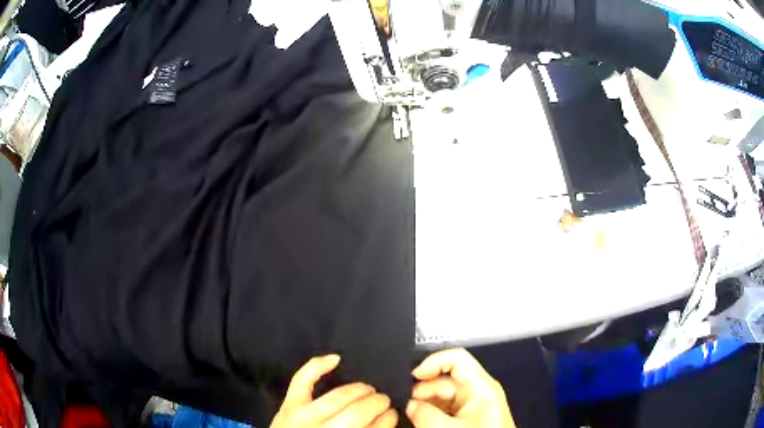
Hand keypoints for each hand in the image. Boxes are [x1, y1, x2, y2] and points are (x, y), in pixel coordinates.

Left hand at [271, 354, 397, 427]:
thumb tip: (383, 422)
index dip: (387, 420)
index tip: (394, 415)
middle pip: (356, 413)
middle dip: (377, 403)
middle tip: (384, 401)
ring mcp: (301, 416)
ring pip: (337, 397)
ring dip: (359, 390)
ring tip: (369, 389)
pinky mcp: (288, 405)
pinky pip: (302, 380)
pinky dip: (318, 366)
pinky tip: (336, 359)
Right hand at [406, 348, 514, 427]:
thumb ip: (424, 414)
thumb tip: (409, 404)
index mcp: (480, 386)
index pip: (456, 359)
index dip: (432, 362)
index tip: (412, 376)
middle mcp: (476, 392)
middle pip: (444, 379)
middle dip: (423, 391)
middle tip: (407, 405)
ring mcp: (471, 406)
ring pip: (441, 396)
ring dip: (424, 404)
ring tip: (411, 416)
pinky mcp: (466, 417)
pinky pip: (443, 409)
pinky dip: (429, 413)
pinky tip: (419, 421)